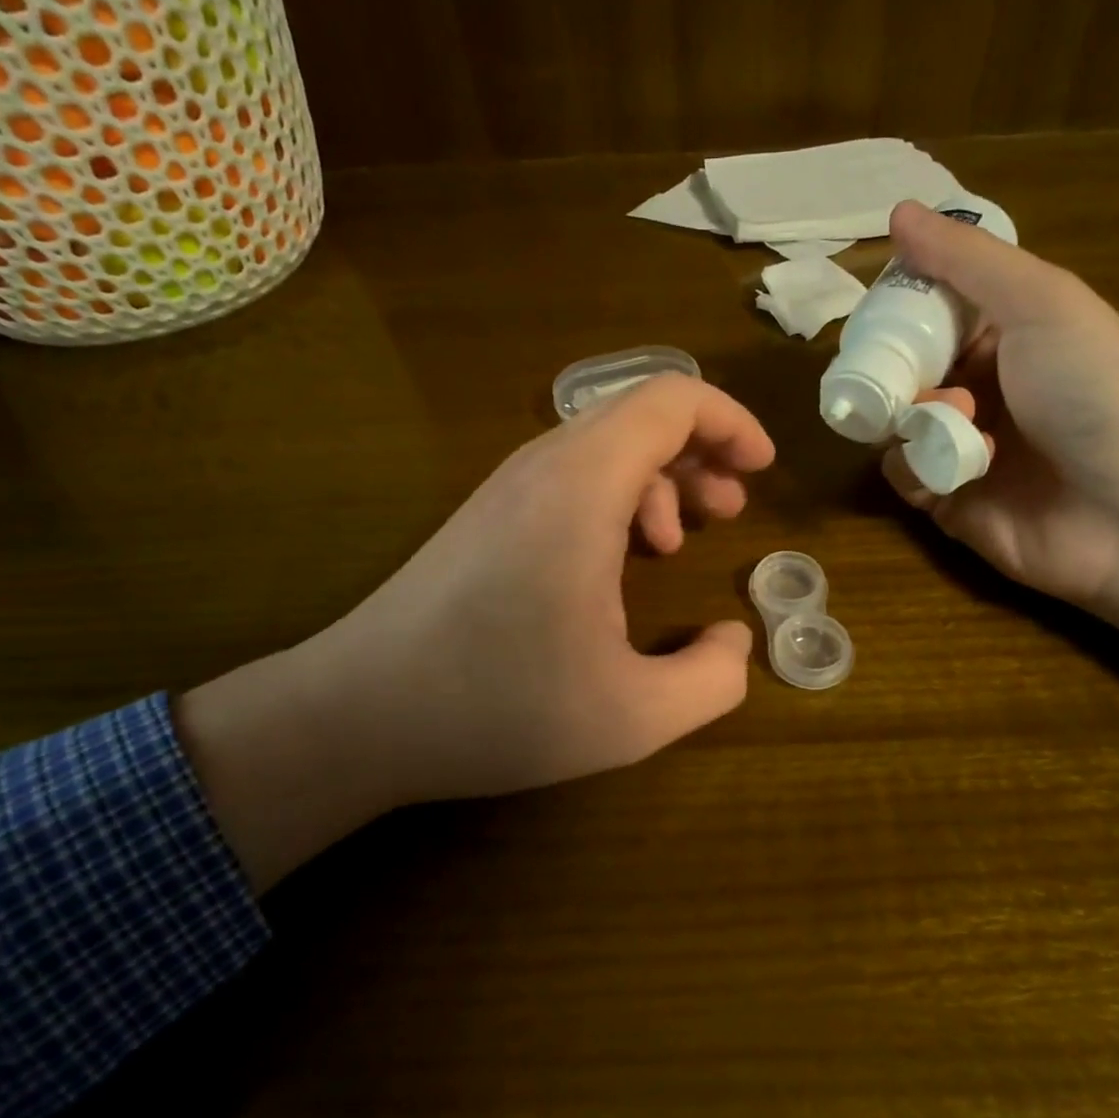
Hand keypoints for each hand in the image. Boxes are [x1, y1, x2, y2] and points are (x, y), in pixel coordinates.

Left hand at [177, 374, 774, 890]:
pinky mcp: (486, 518)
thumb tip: (735, 642)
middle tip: (728, 511)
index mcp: (582, 487)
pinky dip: (616, 500)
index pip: (670, 400)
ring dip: (658, 479)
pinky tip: (620, 563)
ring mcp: (506, 489)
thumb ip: (712, 680)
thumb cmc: (495, 707)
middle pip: (638, 416)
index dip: (730, 422)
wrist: (356, 715)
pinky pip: (570, 478)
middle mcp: (543, 468)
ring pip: (603, 447)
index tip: (762, 470)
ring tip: (679, 540)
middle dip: (701, 453)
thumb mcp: (632, 717)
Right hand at [880, 200, 1118, 616]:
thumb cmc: (1094, 393)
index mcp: (1006, 337)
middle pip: (903, 367)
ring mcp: (961, 446)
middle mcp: (980, 388)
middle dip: (891, 365)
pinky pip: (901, 472)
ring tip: (945, 417)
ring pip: (893, 419)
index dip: (901, 306)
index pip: (933, 312)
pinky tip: (944, 463)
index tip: (878, 307)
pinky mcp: (944, 499)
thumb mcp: (1040, 304)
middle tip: (887, 368)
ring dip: (907, 414)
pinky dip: (911, 464)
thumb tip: (898, 212)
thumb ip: (967, 261)